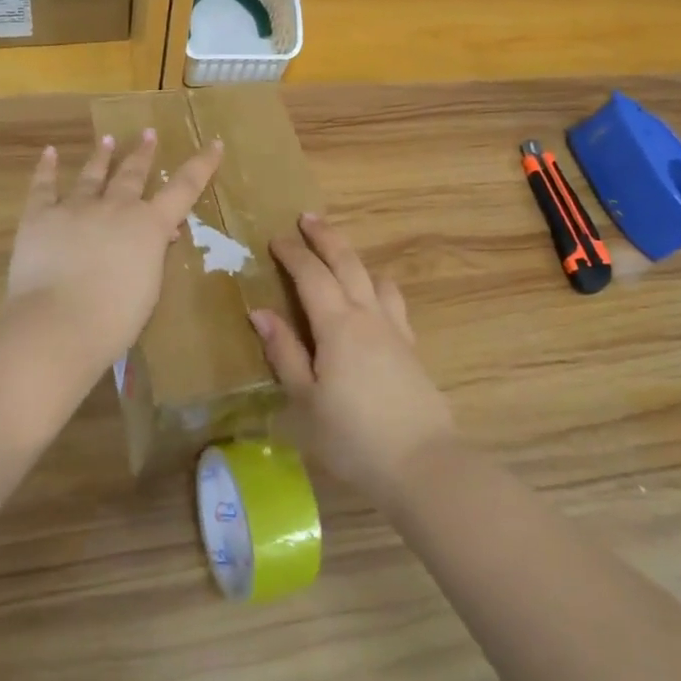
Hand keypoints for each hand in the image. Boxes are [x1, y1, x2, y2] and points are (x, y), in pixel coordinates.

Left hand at [6, 129, 222, 371]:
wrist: (60, 323)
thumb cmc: (116, 319)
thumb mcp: (149, 288)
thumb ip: (153, 256)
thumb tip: (159, 236)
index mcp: (149, 226)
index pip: (184, 188)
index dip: (201, 165)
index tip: (214, 143)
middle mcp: (116, 207)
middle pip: (133, 173)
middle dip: (143, 154)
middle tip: (148, 134)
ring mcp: (75, 208)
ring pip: (92, 175)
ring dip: (102, 157)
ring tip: (108, 139)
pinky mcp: (39, 216)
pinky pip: (43, 186)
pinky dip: (45, 169)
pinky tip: (48, 153)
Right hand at [251, 214, 456, 502]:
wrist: (420, 462)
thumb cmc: (352, 436)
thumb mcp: (305, 399)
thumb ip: (284, 352)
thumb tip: (260, 312)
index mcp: (337, 325)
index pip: (311, 275)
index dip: (292, 253)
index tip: (275, 238)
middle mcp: (368, 315)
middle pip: (347, 263)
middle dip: (326, 238)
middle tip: (308, 218)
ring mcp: (395, 329)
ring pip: (374, 278)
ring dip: (354, 259)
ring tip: (339, 255)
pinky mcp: (411, 347)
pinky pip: (393, 301)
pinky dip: (377, 286)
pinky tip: (373, 298)